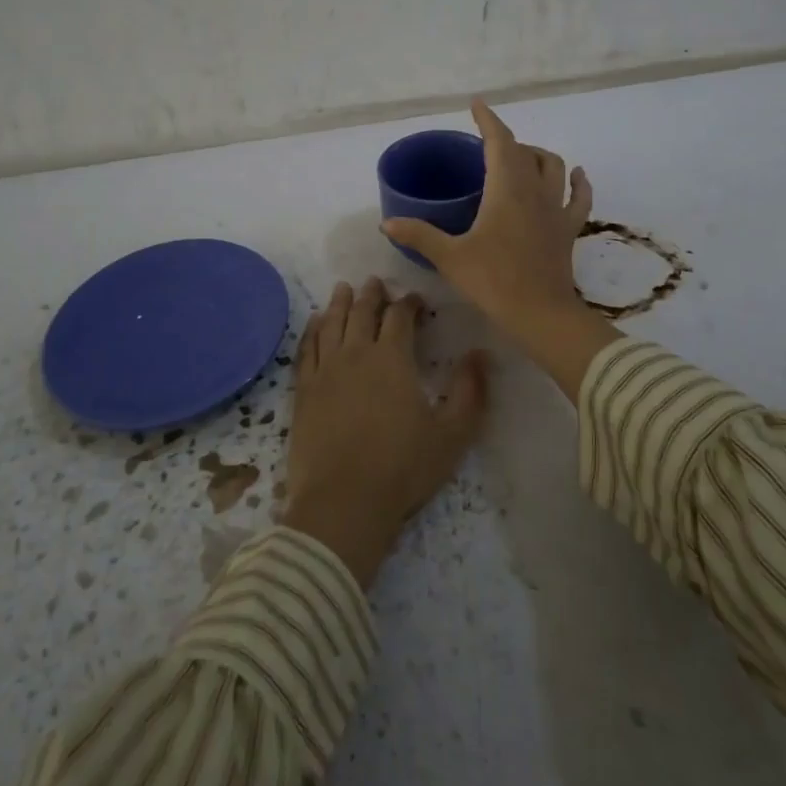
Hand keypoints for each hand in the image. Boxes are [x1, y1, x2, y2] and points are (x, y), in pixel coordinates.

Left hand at [279, 277, 487, 587]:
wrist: (343, 502)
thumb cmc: (402, 468)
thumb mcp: (452, 434)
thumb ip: (470, 391)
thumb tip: (481, 353)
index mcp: (392, 358)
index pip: (400, 316)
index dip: (409, 303)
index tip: (416, 300)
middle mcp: (356, 353)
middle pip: (362, 312)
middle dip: (372, 294)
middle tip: (375, 282)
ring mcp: (325, 370)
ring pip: (332, 323)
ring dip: (340, 303)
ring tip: (344, 289)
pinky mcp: (303, 390)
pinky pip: (306, 348)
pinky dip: (312, 330)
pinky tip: (315, 323)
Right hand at [380, 100, 619, 403]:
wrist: (541, 315)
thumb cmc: (493, 281)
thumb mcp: (450, 257)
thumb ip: (419, 235)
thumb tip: (386, 224)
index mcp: (505, 189)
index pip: (499, 141)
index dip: (488, 120)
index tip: (477, 104)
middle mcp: (534, 190)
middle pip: (523, 151)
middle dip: (504, 141)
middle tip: (484, 147)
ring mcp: (555, 209)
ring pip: (553, 166)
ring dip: (537, 155)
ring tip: (521, 158)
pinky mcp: (568, 229)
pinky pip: (579, 197)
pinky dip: (577, 182)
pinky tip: (576, 175)